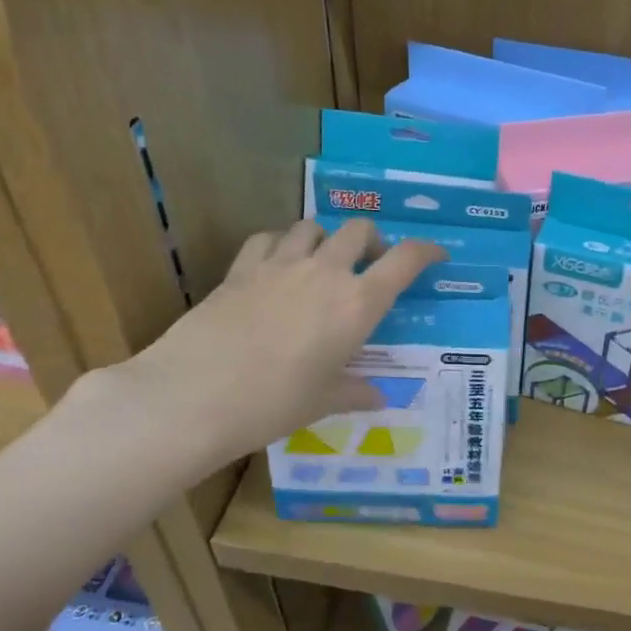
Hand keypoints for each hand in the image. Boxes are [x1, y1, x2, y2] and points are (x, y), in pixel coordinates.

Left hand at [90, 220, 446, 480]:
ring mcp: (279, 265)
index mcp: (357, 304)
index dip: (426, 251)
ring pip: (312, 226)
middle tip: (370, 265)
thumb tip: (379, 396)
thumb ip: (354, 391)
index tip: (436, 255)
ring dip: (326, 237)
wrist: (194, 395)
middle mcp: (324, 273)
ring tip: (323, 261)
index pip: (405, 261)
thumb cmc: (273, 404)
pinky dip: (281, 244)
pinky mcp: (240, 269)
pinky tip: (277, 264)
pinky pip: (268, 239)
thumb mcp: (322, 401)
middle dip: (373, 241)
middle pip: (359, 230)